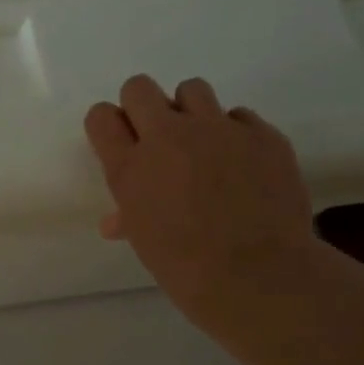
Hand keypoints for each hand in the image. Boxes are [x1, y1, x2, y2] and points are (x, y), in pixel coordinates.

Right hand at [83, 75, 318, 343]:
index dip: (110, 127)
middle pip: (138, 88)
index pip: (101, 116)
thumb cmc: (187, 268)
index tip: (122, 143)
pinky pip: (239, 116)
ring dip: (191, 112)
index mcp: (130, 167)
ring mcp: (218, 129)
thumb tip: (117, 221)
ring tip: (204, 145)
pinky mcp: (261, 133)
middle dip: (144, 108)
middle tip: (159, 140)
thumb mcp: (144, 240)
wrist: (258, 276)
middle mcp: (168, 136)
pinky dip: (236, 135)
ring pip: (191, 89)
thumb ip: (128, 214)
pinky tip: (244, 165)